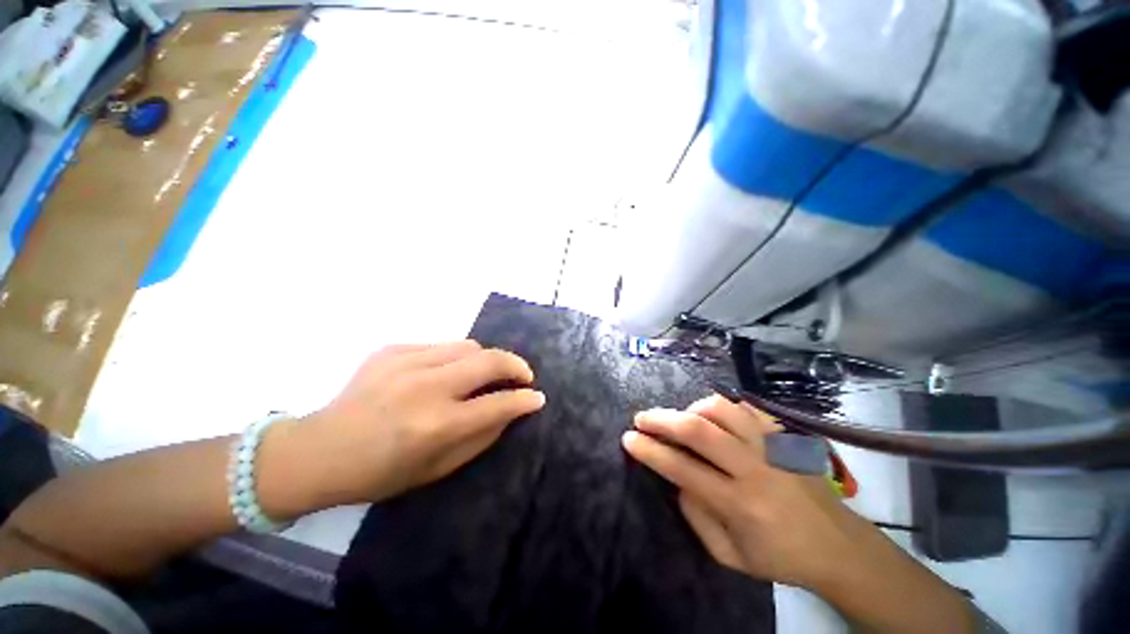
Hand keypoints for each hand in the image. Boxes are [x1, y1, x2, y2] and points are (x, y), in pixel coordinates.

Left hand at [260, 341, 544, 515]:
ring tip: (483, 374)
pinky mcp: (391, 350)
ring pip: (468, 346)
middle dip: (516, 365)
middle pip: (489, 360)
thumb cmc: (380, 472)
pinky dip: (454, 358)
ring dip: (485, 359)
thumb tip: (511, 410)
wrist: (318, 451)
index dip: (524, 399)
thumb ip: (481, 437)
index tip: (537, 397)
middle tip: (523, 375)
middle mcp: (425, 388)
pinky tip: (443, 374)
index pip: (498, 403)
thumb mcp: (437, 469)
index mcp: (436, 425)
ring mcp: (406, 363)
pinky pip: (440, 346)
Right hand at [622, 395, 857, 588]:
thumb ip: (696, 517)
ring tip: (680, 418)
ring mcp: (772, 446)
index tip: (629, 439)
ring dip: (691, 408)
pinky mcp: (782, 435)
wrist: (839, 546)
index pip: (683, 469)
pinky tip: (711, 417)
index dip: (650, 451)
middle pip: (699, 430)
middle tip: (642, 418)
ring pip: (721, 409)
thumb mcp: (731, 557)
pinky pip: (744, 407)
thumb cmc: (781, 557)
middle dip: (662, 419)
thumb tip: (677, 479)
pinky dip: (719, 407)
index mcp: (740, 505)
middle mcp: (754, 468)